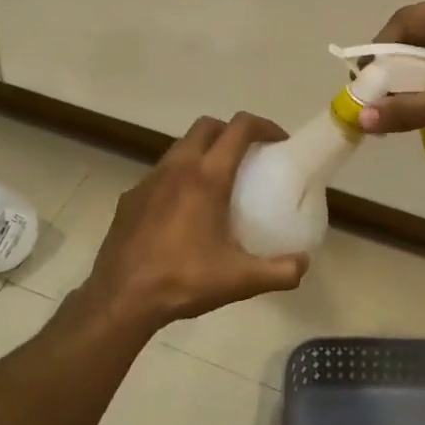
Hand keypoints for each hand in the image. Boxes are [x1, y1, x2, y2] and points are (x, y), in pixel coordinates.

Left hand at [75, 113, 309, 333]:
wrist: (121, 298)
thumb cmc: (183, 280)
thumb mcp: (240, 280)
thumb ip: (279, 271)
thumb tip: (303, 264)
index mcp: (206, 177)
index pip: (239, 128)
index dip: (264, 126)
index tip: (278, 142)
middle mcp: (176, 167)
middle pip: (207, 127)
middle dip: (230, 132)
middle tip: (249, 157)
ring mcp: (149, 180)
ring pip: (180, 147)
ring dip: (202, 152)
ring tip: (217, 183)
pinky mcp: (130, 197)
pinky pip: (160, 174)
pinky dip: (178, 178)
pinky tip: (183, 211)